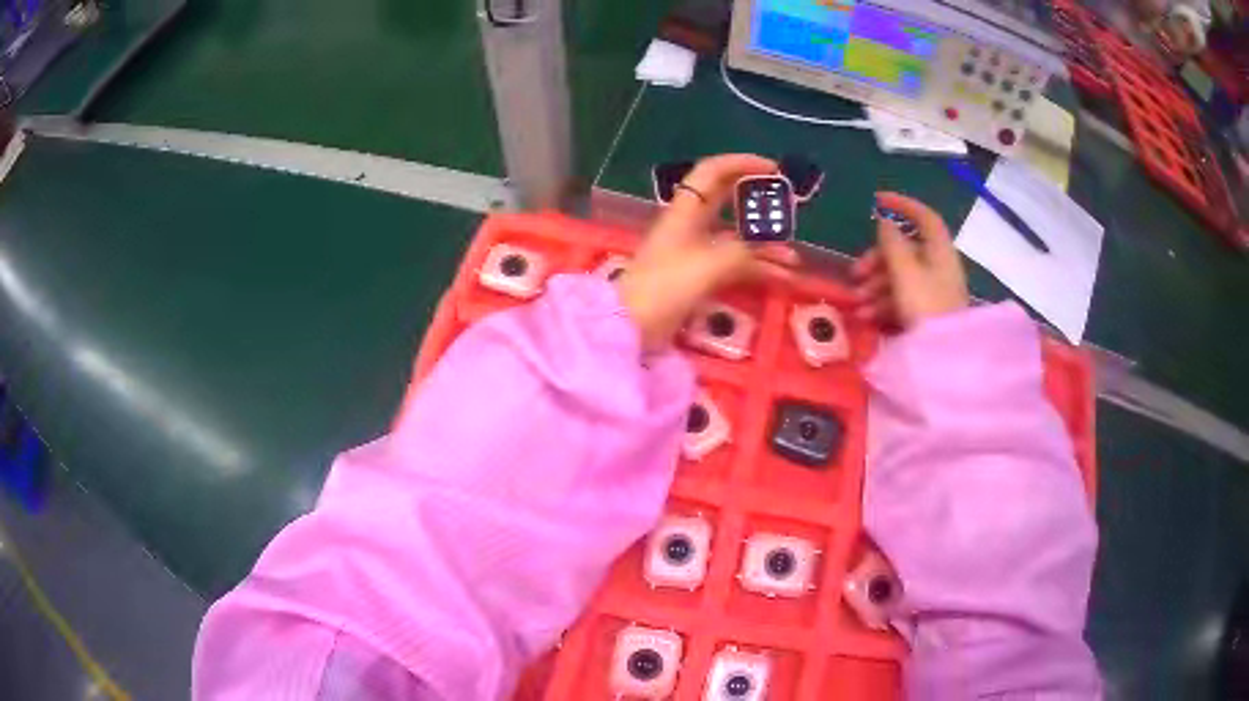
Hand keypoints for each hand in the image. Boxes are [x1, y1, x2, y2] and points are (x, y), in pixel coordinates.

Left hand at [616, 154, 795, 350]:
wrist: (632, 326)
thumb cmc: (665, 286)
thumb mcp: (709, 264)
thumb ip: (742, 252)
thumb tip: (766, 250)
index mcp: (686, 210)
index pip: (713, 171)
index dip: (742, 163)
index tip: (773, 168)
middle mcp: (691, 224)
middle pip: (728, 201)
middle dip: (759, 201)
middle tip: (788, 207)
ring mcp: (695, 251)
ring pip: (736, 237)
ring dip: (764, 244)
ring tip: (794, 258)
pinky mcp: (698, 276)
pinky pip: (734, 263)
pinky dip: (757, 267)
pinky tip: (782, 277)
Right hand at [851, 192, 968, 331]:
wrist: (944, 356)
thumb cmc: (925, 306)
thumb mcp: (904, 272)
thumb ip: (892, 244)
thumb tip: (885, 222)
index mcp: (938, 250)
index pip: (924, 217)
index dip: (902, 204)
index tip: (877, 201)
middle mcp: (938, 266)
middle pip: (905, 250)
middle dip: (877, 259)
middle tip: (855, 273)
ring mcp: (934, 290)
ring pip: (900, 275)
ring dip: (876, 285)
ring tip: (858, 303)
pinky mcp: (927, 311)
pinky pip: (903, 297)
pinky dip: (884, 301)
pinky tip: (867, 316)